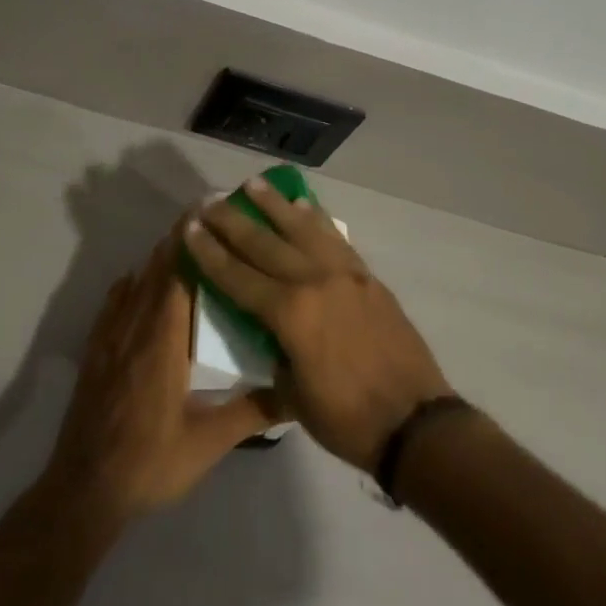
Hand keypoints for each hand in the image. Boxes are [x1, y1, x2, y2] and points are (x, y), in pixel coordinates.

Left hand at [42, 229, 281, 530]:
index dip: (193, 239)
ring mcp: (110, 338)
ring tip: (184, 243)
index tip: (211, 211)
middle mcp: (135, 328)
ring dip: (158, 259)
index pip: (177, 273)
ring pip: (135, 283)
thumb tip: (295, 390)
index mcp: (163, 341)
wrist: (85, 491)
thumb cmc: (151, 463)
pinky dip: (131, 284)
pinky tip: (138, 282)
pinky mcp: (96, 352)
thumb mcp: (208, 443)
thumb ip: (252, 412)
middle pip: (156, 268)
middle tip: (209, 219)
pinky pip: (113, 303)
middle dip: (180, 240)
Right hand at [184, 178, 453, 472]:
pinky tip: (305, 205)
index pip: (237, 276)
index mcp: (290, 314)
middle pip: (264, 243)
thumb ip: (275, 351)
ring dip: (275, 205)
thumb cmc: (347, 419)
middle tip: (210, 200)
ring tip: (253, 184)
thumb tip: (267, 328)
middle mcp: (314, 281)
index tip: (189, 226)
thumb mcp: (293, 396)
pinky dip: (317, 219)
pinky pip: (335, 239)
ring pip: (302, 229)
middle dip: (232, 220)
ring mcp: (344, 274)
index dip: (209, 252)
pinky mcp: (367, 276)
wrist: (416, 421)